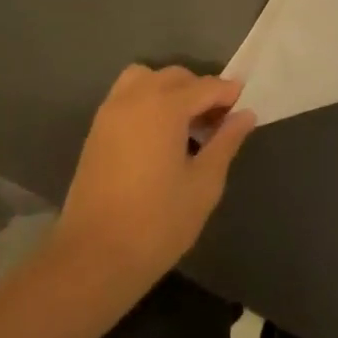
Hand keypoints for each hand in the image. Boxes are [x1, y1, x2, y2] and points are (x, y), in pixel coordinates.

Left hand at [52, 65, 256, 295]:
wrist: (92, 261)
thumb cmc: (157, 223)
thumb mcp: (204, 184)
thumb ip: (226, 142)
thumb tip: (245, 115)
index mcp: (165, 106)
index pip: (207, 86)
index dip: (229, 95)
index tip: (244, 110)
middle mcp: (135, 98)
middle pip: (175, 77)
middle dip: (200, 90)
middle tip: (217, 122)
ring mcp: (110, 113)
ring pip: (145, 78)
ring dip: (169, 90)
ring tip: (184, 123)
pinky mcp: (96, 132)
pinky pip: (126, 97)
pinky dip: (146, 101)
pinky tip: (158, 136)